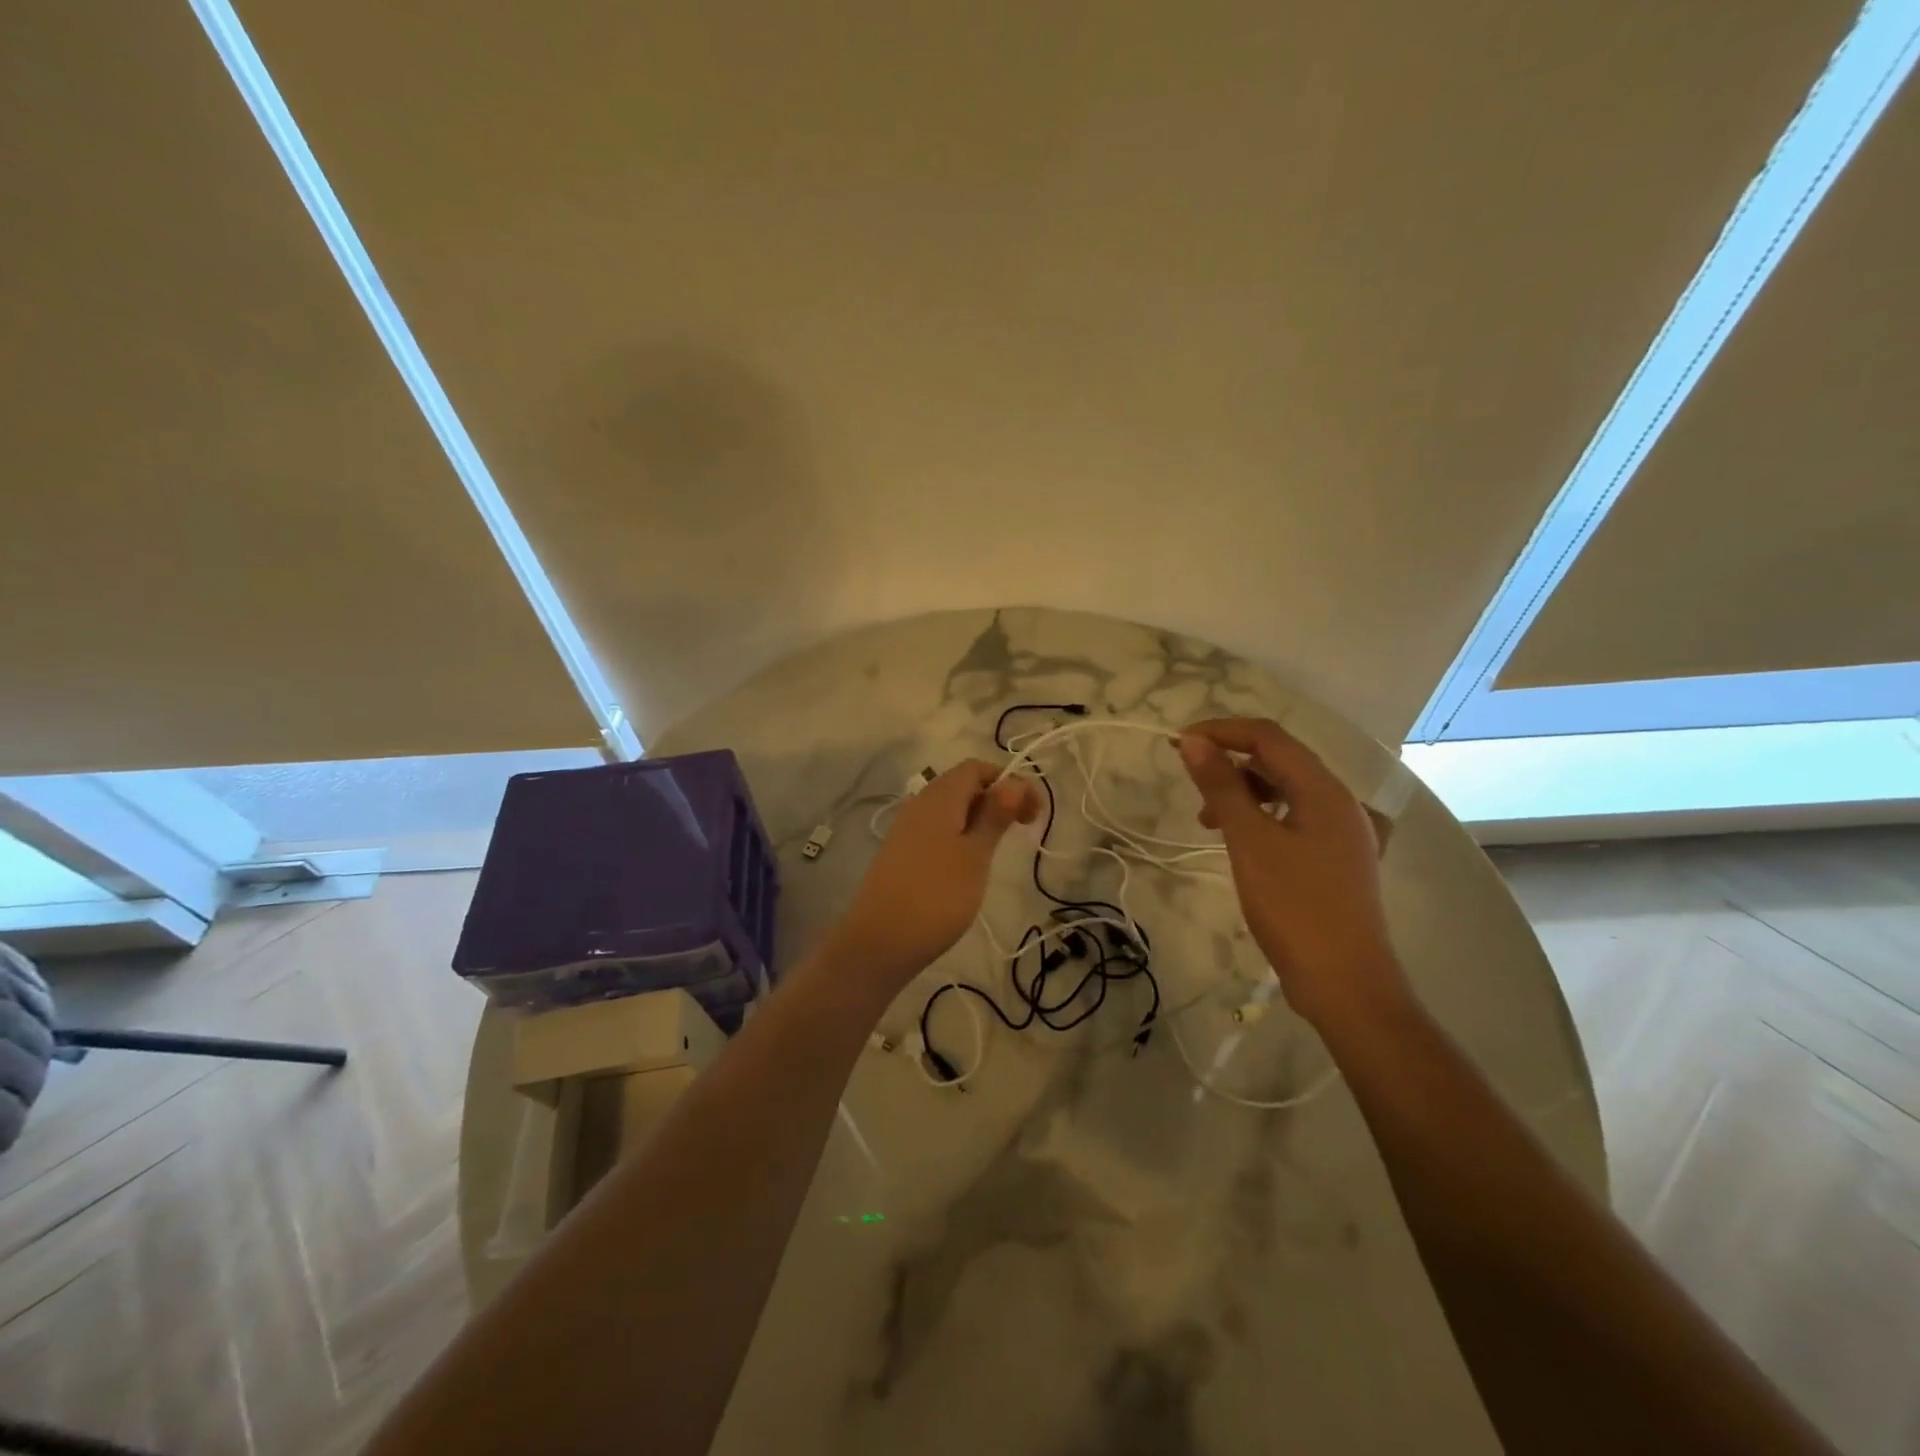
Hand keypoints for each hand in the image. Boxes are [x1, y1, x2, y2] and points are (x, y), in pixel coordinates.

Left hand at [829, 761, 1039, 989]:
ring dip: (979, 819)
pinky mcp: (902, 852)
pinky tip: (970, 863)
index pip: (977, 768)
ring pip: (950, 808)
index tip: (1032, 813)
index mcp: (940, 796)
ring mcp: (907, 828)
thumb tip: (1013, 780)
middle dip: (997, 799)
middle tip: (1023, 829)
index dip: (1009, 781)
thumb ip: (994, 815)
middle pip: (963, 785)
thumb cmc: (937, 895)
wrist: (880, 941)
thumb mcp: (975, 854)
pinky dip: (960, 835)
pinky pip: (937, 829)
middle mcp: (920, 803)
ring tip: (999, 848)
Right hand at [1177, 718, 1409, 1028]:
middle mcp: (1341, 802)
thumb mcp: (1249, 842)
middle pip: (1280, 760)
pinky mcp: (1338, 859)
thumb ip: (1222, 787)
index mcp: (1325, 790)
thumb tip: (1194, 742)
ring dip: (1244, 792)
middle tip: (1189, 781)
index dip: (1221, 731)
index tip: (1178, 745)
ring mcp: (1344, 832)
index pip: (1269, 736)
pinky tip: (1243, 840)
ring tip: (1208, 820)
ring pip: (1287, 790)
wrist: (1346, 984)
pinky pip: (1296, 818)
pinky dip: (1263, 817)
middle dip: (1230, 762)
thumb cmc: (1294, 907)